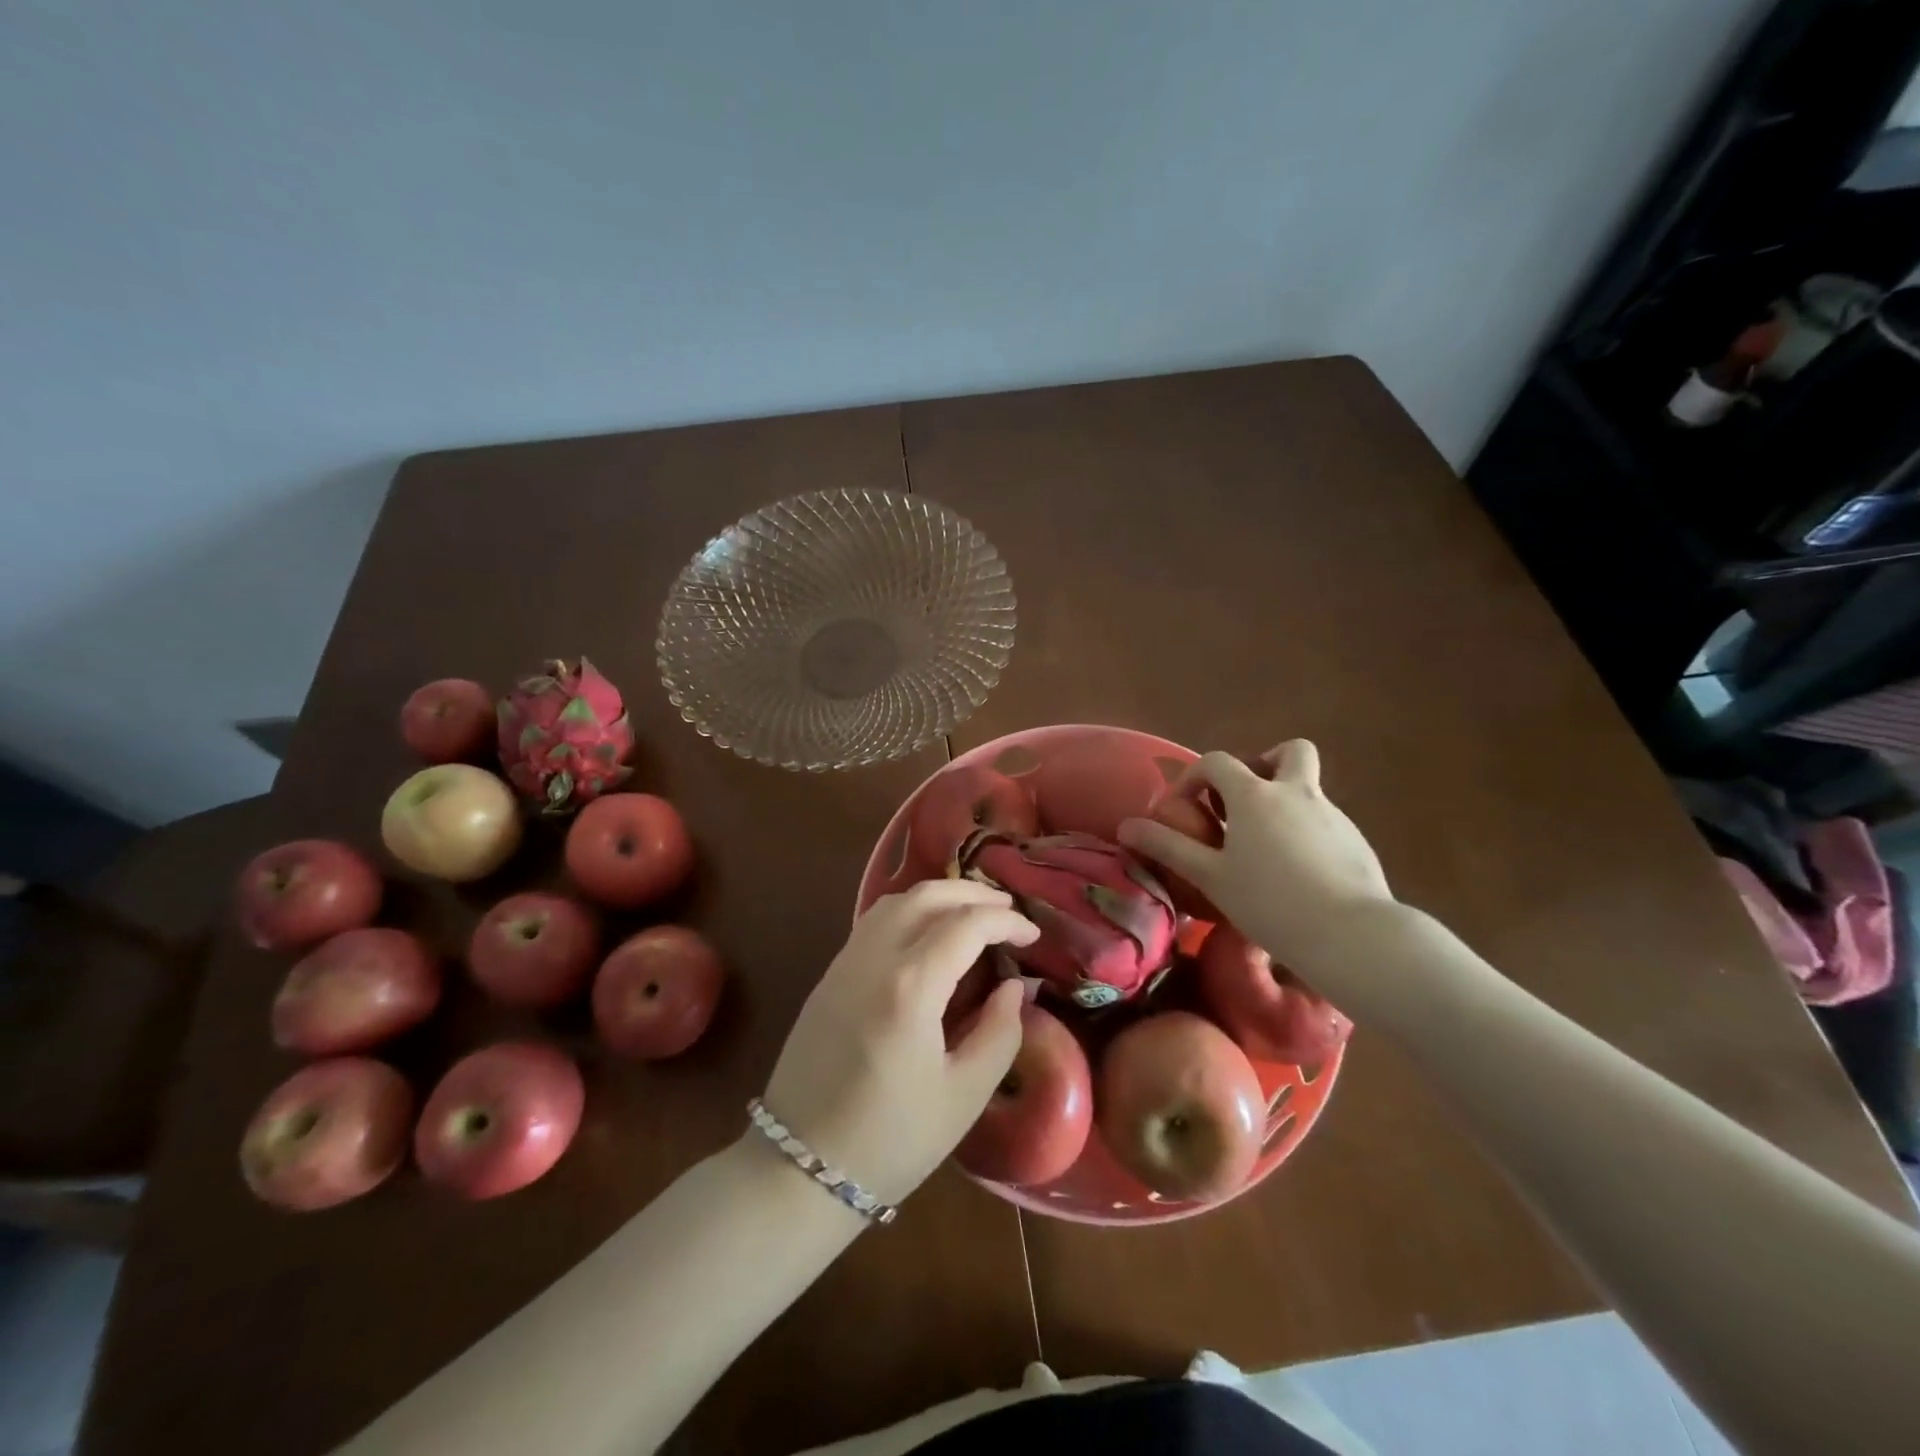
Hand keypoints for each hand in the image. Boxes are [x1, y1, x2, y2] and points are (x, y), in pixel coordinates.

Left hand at [761, 879, 1038, 1206]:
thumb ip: (1000, 1032)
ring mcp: (844, 963)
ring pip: (895, 901)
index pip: (966, 925)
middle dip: (973, 894)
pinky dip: (908, 911)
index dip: (1006, 922)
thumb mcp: (964, 1096)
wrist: (799, 1169)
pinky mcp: (828, 976)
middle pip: (927, 896)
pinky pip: (873, 922)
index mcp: (910, 986)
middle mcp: (873, 958)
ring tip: (971, 913)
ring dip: (938, 895)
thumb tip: (1014, 986)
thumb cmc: (891, 1140)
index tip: (1033, 936)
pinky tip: (927, 934)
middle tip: (1008, 911)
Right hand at [1119, 740, 1391, 978]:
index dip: (1194, 777)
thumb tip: (1126, 827)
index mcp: (1255, 795)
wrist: (1351, 936)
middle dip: (1263, 764)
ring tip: (1265, 851)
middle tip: (1244, 802)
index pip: (1218, 761)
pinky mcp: (1357, 841)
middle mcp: (1297, 793)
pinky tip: (1298, 876)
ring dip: (1284, 803)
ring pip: (1307, 789)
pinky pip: (1324, 822)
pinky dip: (1306, 834)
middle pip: (1287, 752)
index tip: (1183, 808)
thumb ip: (1168, 847)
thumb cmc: (1270, 902)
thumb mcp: (1210, 876)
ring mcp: (1333, 815)